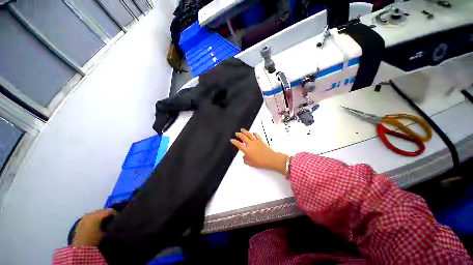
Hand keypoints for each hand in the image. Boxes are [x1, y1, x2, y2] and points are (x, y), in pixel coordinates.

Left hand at [72, 208, 116, 246]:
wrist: (79, 248)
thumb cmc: (94, 240)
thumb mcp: (105, 233)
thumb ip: (109, 225)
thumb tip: (114, 222)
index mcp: (97, 215)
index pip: (110, 210)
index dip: (116, 213)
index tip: (118, 219)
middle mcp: (90, 214)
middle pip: (102, 210)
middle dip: (107, 214)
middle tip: (111, 220)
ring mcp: (84, 218)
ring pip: (95, 213)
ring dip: (100, 216)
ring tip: (104, 223)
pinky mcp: (80, 222)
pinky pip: (89, 217)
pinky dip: (94, 219)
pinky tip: (96, 225)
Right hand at [231, 129, 288, 174]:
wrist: (270, 159)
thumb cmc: (261, 162)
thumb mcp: (251, 163)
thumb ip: (246, 159)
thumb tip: (244, 157)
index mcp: (247, 150)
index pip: (239, 144)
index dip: (234, 141)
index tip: (232, 140)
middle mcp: (250, 144)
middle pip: (243, 137)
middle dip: (239, 134)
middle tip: (236, 133)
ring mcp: (256, 141)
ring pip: (249, 134)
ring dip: (245, 131)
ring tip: (242, 130)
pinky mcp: (261, 141)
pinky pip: (257, 135)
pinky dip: (255, 133)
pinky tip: (253, 132)